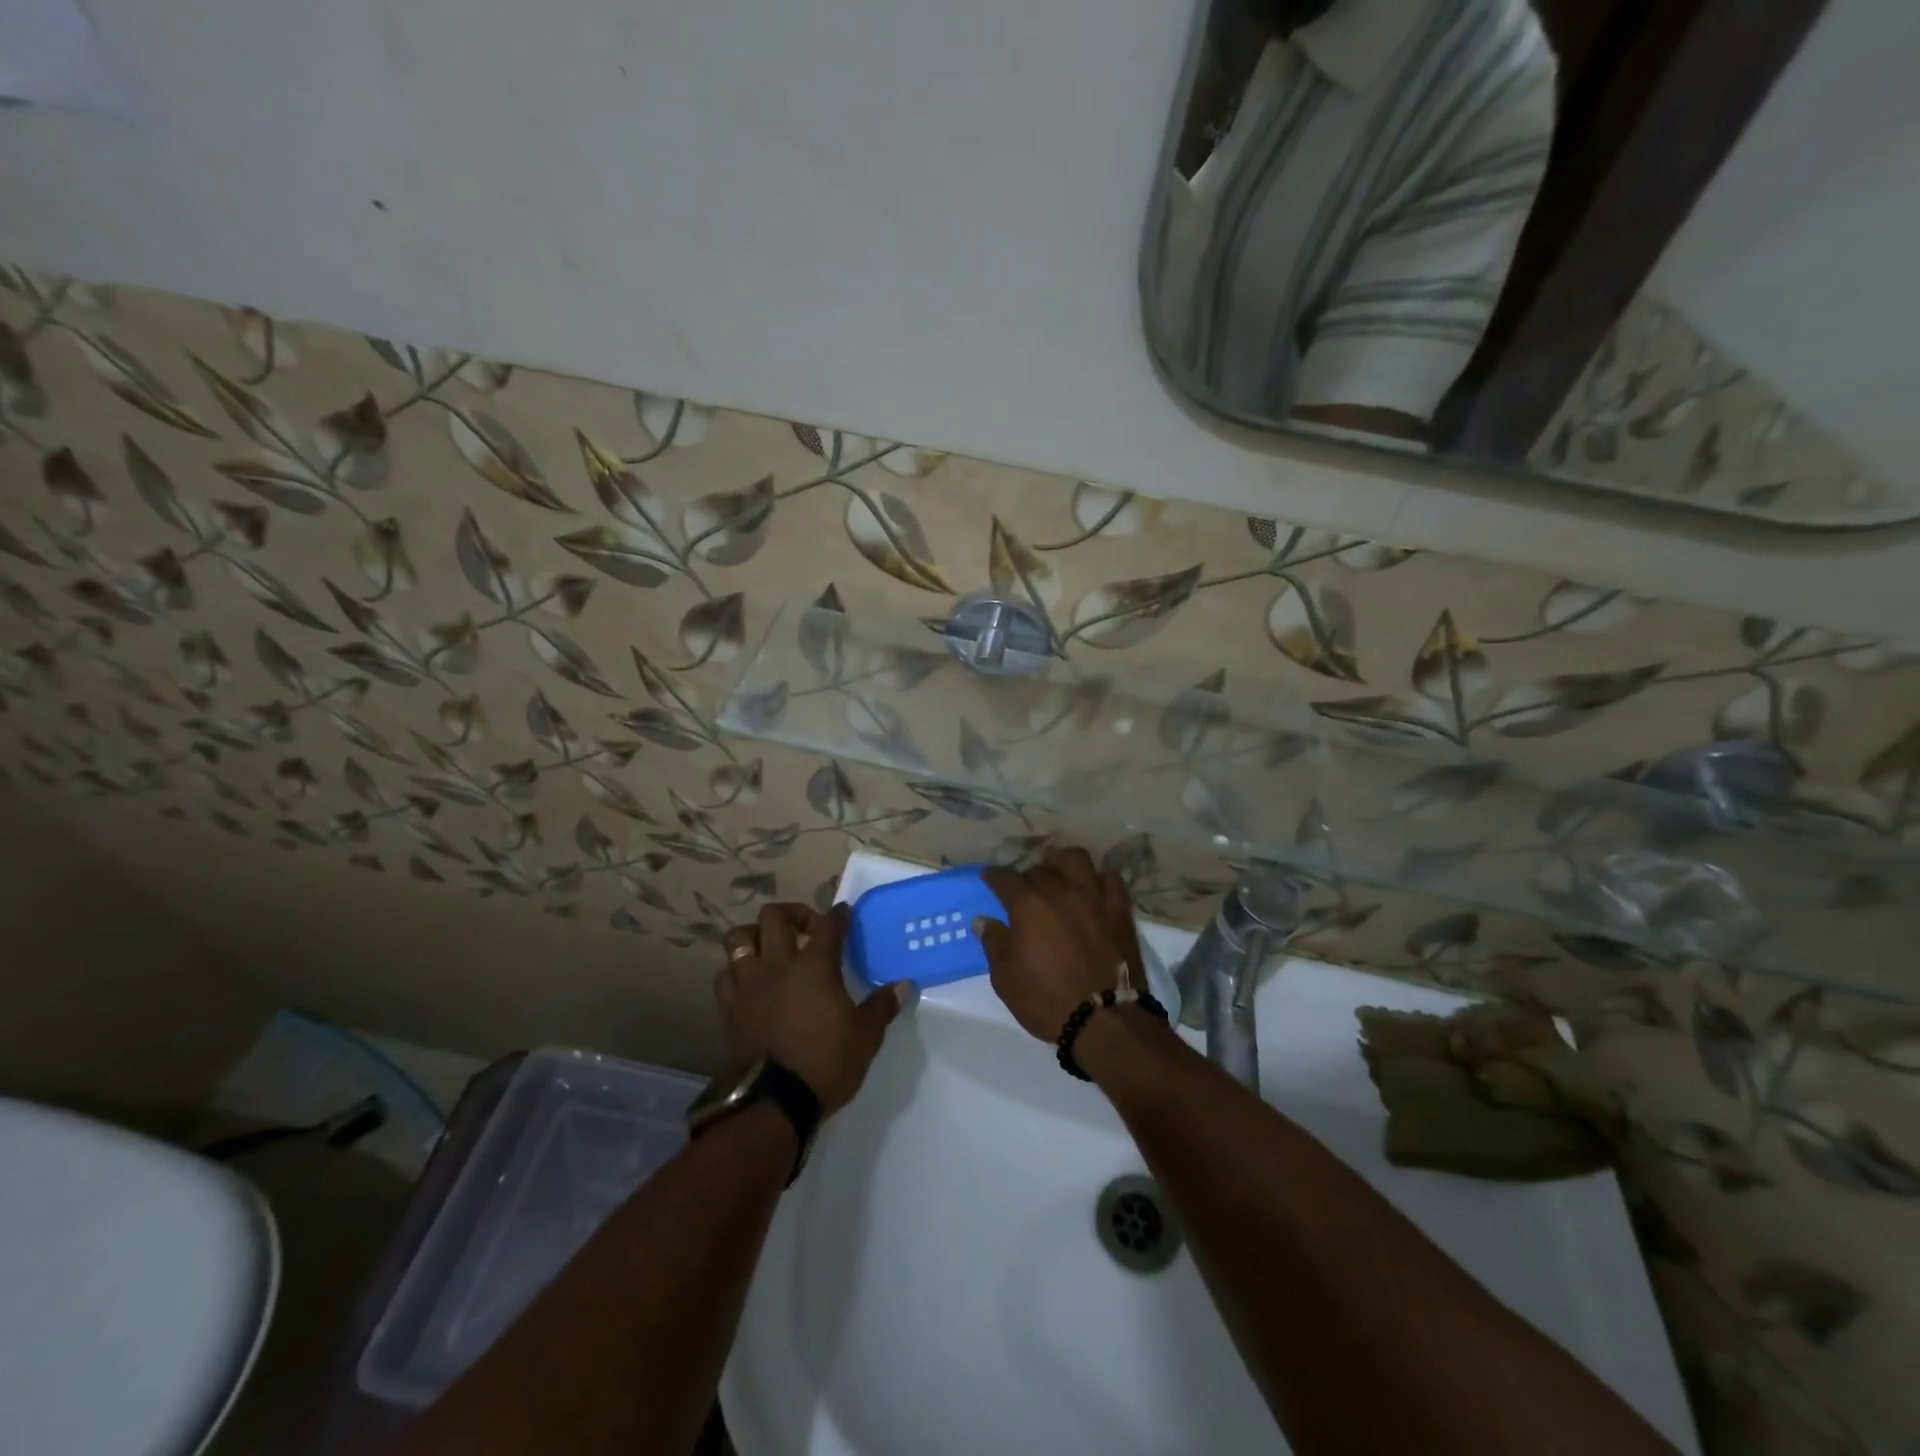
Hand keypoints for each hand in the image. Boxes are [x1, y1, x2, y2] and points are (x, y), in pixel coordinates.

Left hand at [717, 903, 910, 1114]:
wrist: (776, 1102)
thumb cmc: (826, 1063)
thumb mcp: (866, 1037)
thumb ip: (882, 1006)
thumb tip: (904, 985)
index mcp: (815, 966)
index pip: (829, 925)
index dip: (839, 915)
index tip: (845, 913)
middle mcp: (778, 965)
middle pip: (774, 916)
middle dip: (792, 913)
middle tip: (807, 929)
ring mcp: (749, 984)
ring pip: (738, 938)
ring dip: (755, 936)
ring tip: (769, 948)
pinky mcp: (730, 1007)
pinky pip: (726, 974)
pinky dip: (736, 971)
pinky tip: (750, 981)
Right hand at [979, 846, 1145, 1042]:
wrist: (1104, 1019)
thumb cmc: (1046, 1000)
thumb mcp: (1006, 978)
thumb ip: (994, 943)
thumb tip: (982, 920)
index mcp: (1028, 905)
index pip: (1005, 878)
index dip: (994, 876)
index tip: (989, 877)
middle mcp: (1060, 891)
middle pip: (1039, 868)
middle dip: (1026, 875)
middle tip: (1023, 889)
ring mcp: (1093, 897)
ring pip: (1076, 859)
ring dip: (1062, 863)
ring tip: (1057, 874)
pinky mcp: (1119, 910)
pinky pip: (1110, 879)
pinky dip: (1098, 879)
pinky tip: (1092, 889)